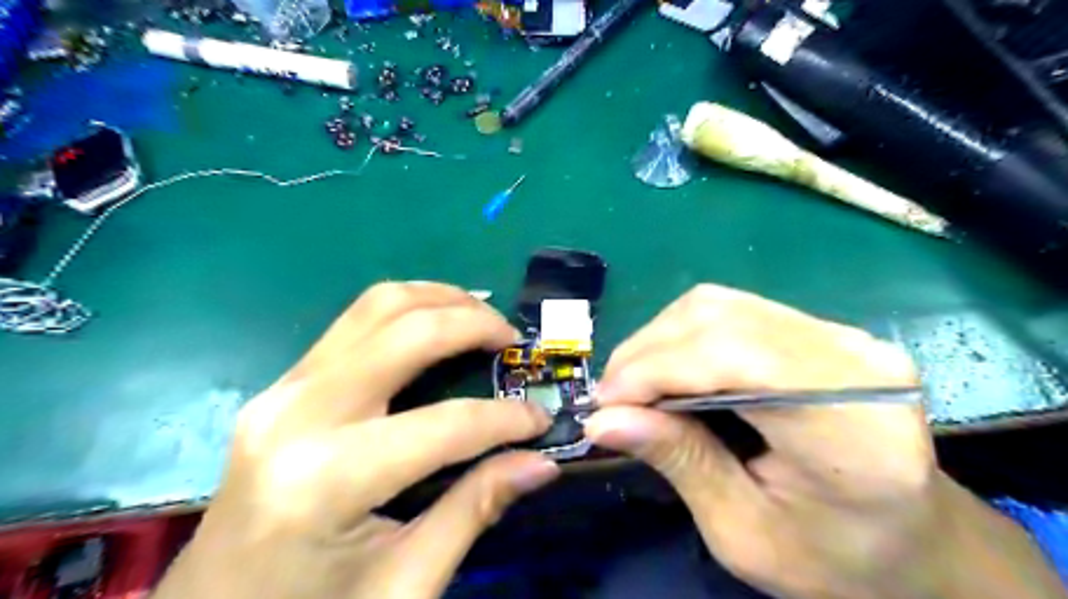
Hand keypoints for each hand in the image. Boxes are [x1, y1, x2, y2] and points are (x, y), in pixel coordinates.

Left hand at [156, 280, 566, 598]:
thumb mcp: (405, 582)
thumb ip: (474, 509)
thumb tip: (540, 462)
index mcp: (328, 480)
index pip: (445, 425)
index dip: (505, 419)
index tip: (541, 420)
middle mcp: (299, 414)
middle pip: (406, 332)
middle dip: (473, 324)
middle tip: (513, 339)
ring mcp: (283, 390)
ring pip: (376, 307)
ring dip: (439, 299)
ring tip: (481, 316)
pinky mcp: (283, 385)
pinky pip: (355, 323)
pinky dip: (407, 310)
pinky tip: (436, 323)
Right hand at [582, 283, 1066, 598]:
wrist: (916, 543)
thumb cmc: (836, 558)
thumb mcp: (745, 534)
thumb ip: (678, 463)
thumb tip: (604, 420)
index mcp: (852, 427)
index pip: (735, 358)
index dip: (657, 369)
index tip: (605, 404)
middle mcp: (854, 360)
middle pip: (721, 318)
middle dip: (648, 353)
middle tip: (612, 398)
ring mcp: (841, 335)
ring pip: (720, 305)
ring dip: (660, 341)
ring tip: (633, 385)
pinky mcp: (821, 330)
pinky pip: (733, 311)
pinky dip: (684, 337)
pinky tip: (668, 370)